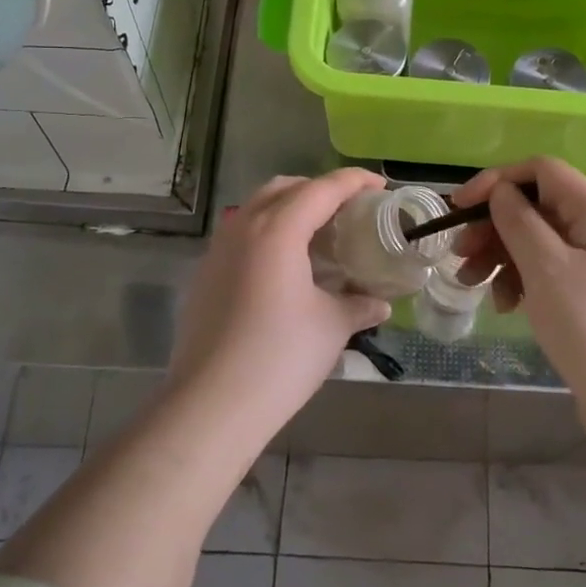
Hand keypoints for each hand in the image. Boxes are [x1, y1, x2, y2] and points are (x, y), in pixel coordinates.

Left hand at [170, 170, 392, 437]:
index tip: (380, 187)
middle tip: (348, 210)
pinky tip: (285, 268)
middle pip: (285, 188)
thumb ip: (359, 304)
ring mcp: (218, 250)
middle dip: (319, 189)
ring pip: (257, 208)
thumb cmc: (280, 357)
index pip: (322, 188)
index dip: (355, 181)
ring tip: (318, 236)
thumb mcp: (331, 327)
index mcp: (278, 229)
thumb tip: (380, 303)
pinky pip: (241, 234)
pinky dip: (268, 233)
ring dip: (290, 209)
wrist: (211, 405)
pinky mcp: (205, 274)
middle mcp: (244, 227)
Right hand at [452, 157, 585, 457]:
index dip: (497, 181)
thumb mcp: (547, 269)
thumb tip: (500, 191)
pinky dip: (518, 282)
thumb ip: (518, 222)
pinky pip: (544, 274)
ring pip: (534, 242)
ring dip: (498, 256)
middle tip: (458, 254)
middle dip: (492, 225)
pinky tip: (505, 308)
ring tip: (471, 284)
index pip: (540, 171)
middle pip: (533, 207)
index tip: (459, 207)